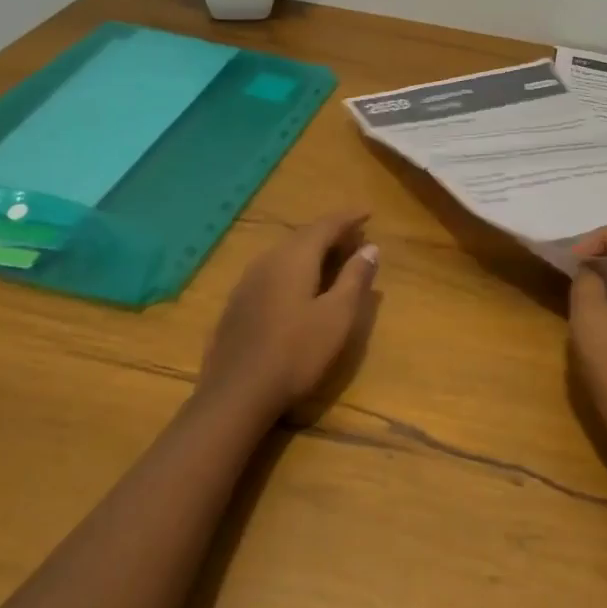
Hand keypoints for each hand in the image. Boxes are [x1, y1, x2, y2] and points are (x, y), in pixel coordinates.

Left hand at [199, 210, 379, 419]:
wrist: (236, 394)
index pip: (325, 225)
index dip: (348, 218)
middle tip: (356, 238)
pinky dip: (294, 269)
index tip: (368, 213)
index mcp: (294, 258)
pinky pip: (272, 272)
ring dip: (312, 251)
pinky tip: (300, 287)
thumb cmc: (296, 353)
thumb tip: (370, 248)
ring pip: (286, 254)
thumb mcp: (337, 316)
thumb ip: (354, 278)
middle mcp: (268, 260)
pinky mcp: (238, 304)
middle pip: (303, 236)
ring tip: (333, 259)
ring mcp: (247, 282)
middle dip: (331, 234)